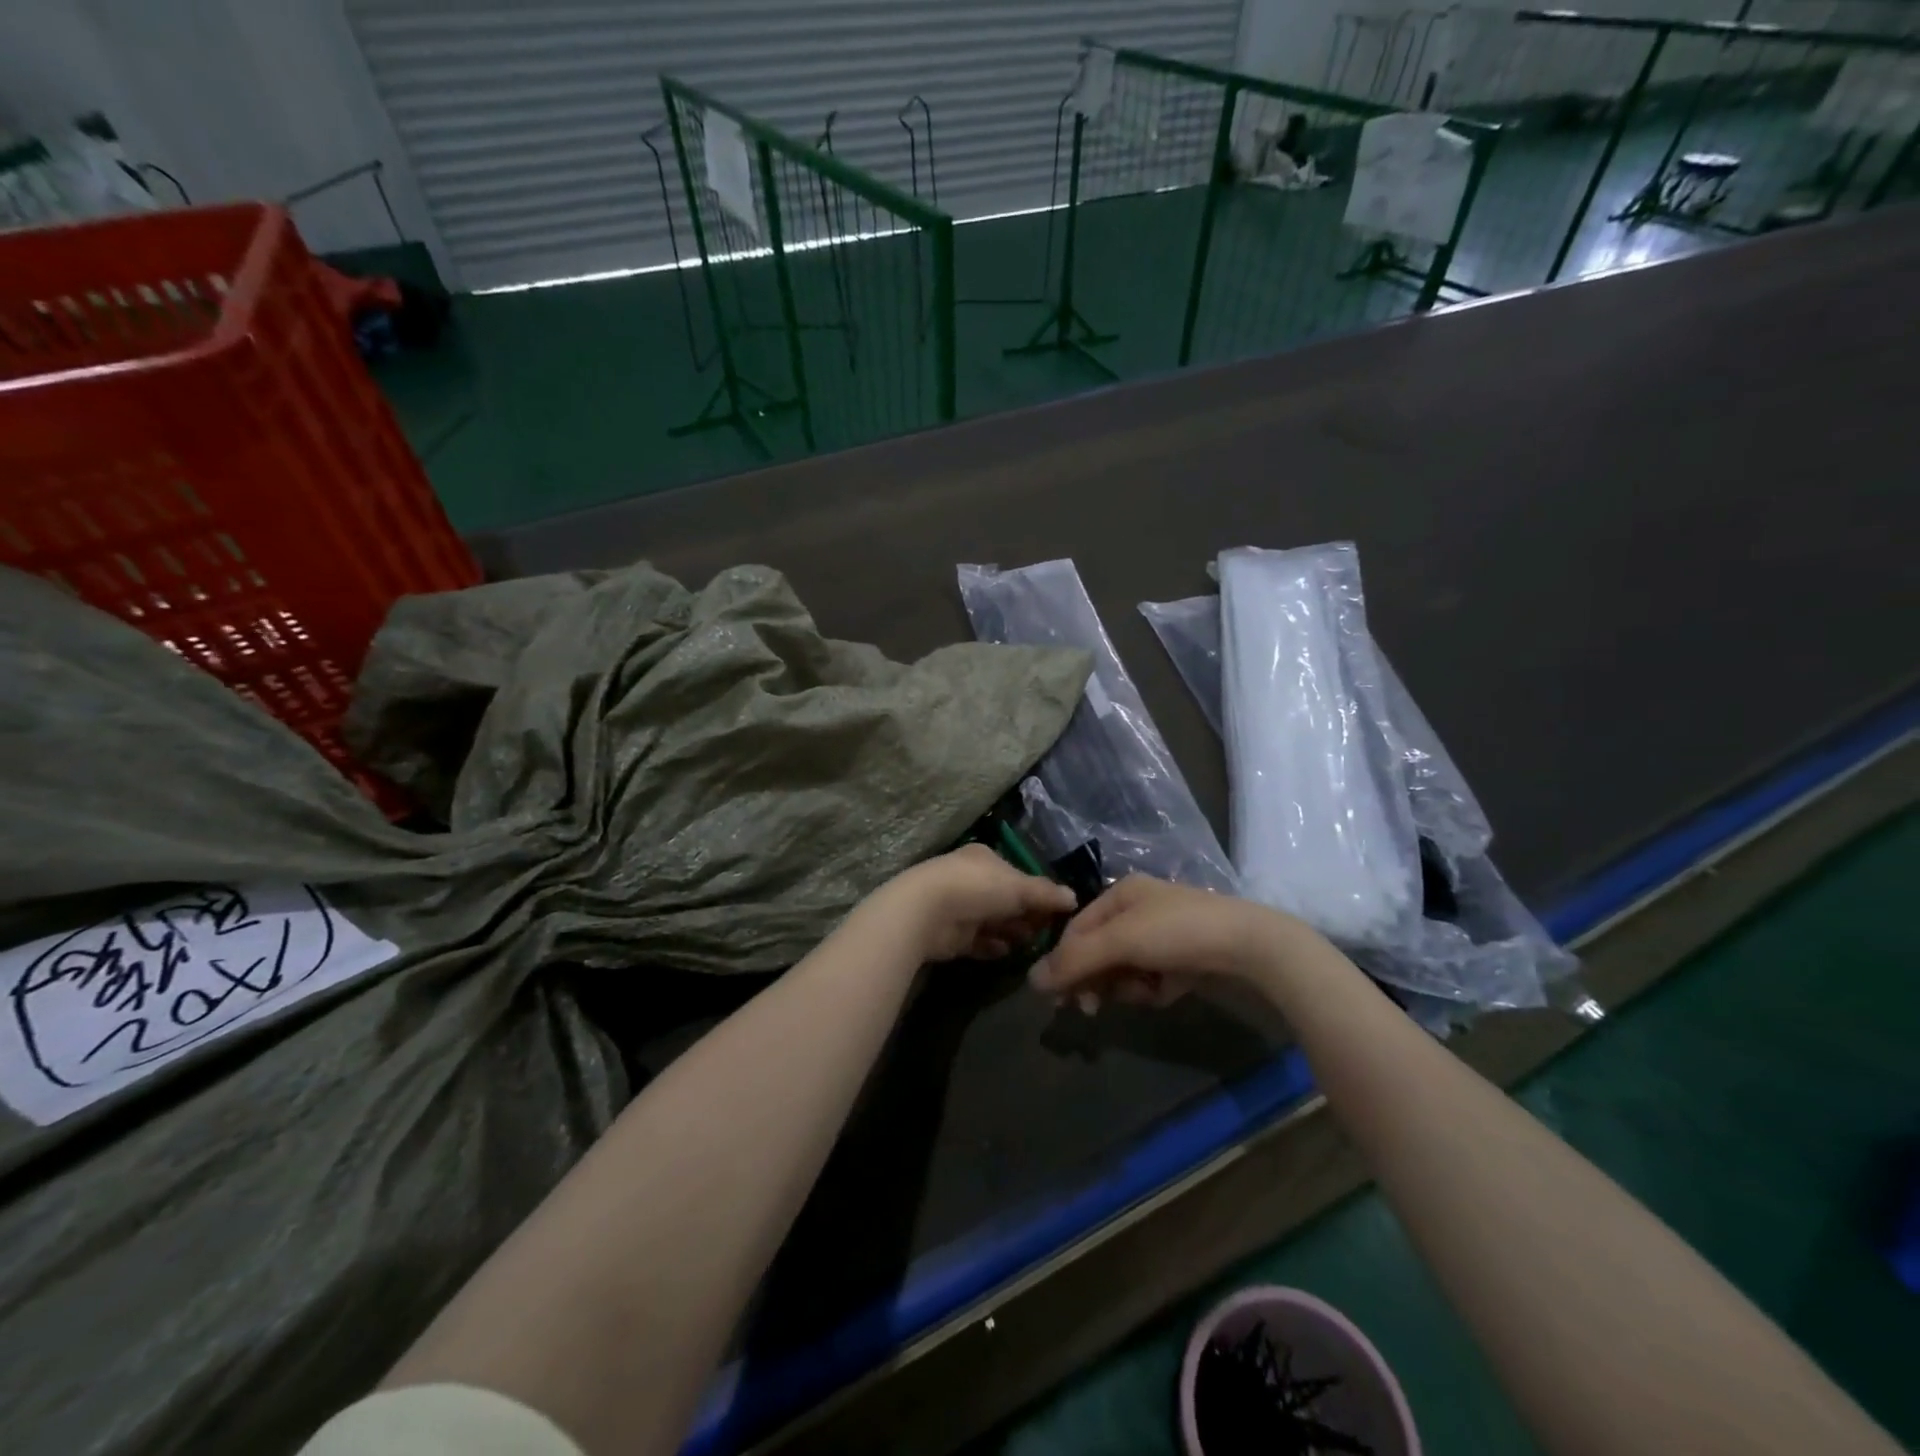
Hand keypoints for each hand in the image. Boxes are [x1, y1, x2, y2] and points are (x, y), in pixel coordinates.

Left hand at [877, 844, 1079, 963]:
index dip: (1037, 892)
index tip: (1057, 911)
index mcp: (985, 859)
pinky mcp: (950, 934)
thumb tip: (1073, 898)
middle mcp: (971, 879)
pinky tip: (1006, 952)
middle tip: (1048, 933)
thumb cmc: (977, 888)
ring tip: (1031, 945)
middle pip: (1005, 899)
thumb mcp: (1019, 887)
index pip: (1017, 874)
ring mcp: (959, 907)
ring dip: (1011, 932)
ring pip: (993, 921)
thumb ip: (1046, 894)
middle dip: (1026, 915)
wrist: (925, 912)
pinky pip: (978, 941)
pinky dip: (992, 946)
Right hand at [1028, 874, 1312, 1008]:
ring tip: (1144, 994)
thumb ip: (1076, 960)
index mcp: (1122, 894)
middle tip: (1090, 1009)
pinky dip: (1151, 991)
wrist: (1251, 947)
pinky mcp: (1182, 961)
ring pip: (1123, 969)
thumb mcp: (1122, 941)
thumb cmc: (1179, 932)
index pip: (1077, 928)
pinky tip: (1167, 993)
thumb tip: (1031, 980)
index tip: (1057, 997)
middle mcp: (1139, 911)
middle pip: (1098, 950)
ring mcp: (1162, 937)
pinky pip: (1149, 980)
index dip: (1064, 961)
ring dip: (1125, 986)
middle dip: (1094, 979)